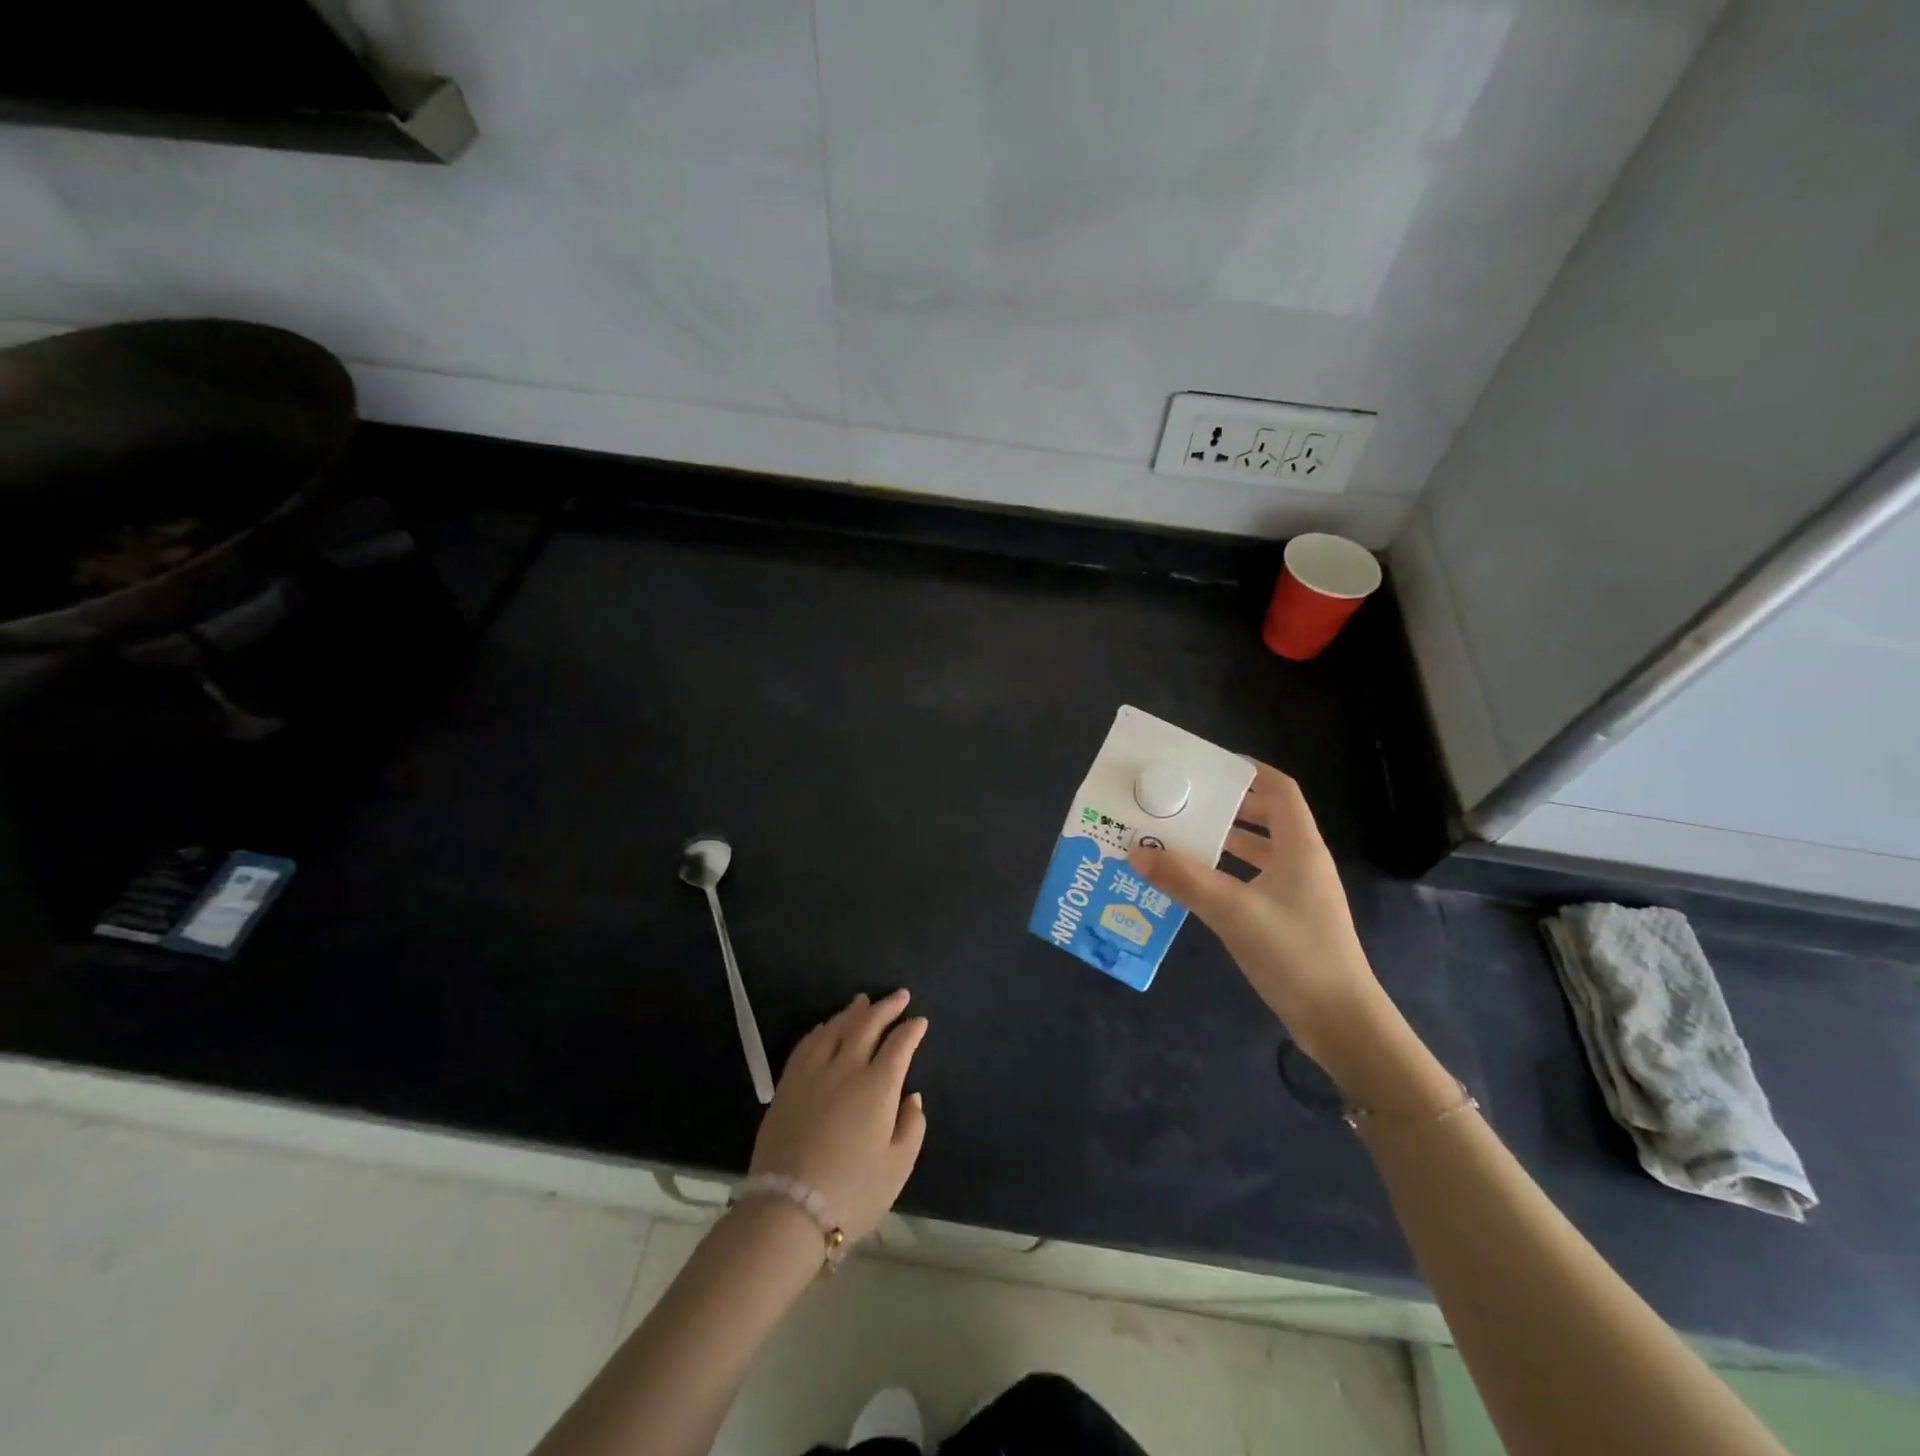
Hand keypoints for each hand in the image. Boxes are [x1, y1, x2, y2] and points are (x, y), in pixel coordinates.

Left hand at [749, 990, 927, 1241]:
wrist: (787, 1211)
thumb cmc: (852, 1192)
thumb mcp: (897, 1168)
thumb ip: (911, 1127)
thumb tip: (911, 1097)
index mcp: (877, 1086)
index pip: (899, 1045)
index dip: (912, 1029)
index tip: (920, 1021)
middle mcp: (845, 1069)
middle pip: (867, 1025)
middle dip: (886, 1007)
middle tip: (899, 995)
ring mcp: (812, 1074)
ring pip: (834, 1028)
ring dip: (852, 1012)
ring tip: (863, 1001)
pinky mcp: (787, 1086)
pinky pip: (806, 1045)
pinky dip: (821, 1029)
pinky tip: (826, 1027)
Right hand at [1129, 761, 1382, 1063]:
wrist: (1339, 1021)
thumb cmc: (1293, 954)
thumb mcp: (1232, 912)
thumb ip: (1184, 879)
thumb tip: (1137, 851)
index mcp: (1300, 847)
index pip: (1280, 790)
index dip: (1249, 771)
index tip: (1208, 767)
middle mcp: (1302, 862)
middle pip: (1267, 817)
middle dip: (1226, 806)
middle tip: (1183, 802)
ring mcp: (1298, 892)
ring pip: (1259, 850)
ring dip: (1224, 840)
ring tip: (1181, 837)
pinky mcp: (1290, 918)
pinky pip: (1254, 879)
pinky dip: (1227, 872)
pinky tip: (1197, 882)